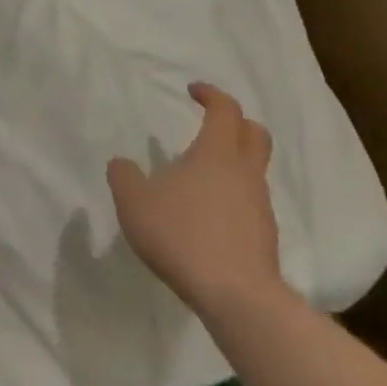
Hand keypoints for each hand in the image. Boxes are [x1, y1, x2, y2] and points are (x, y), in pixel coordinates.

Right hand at [107, 82, 284, 315]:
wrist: (235, 294)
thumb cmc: (181, 234)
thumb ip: (124, 176)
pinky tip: (208, 213)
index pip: (225, 110)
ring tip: (199, 175)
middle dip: (235, 122)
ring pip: (253, 169)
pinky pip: (250, 200)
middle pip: (254, 133)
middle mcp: (244, 172)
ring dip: (232, 161)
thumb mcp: (134, 201)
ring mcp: (260, 204)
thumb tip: (122, 163)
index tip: (192, 91)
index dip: (211, 95)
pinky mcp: (264, 235)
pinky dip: (232, 195)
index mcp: (216, 153)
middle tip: (211, 123)